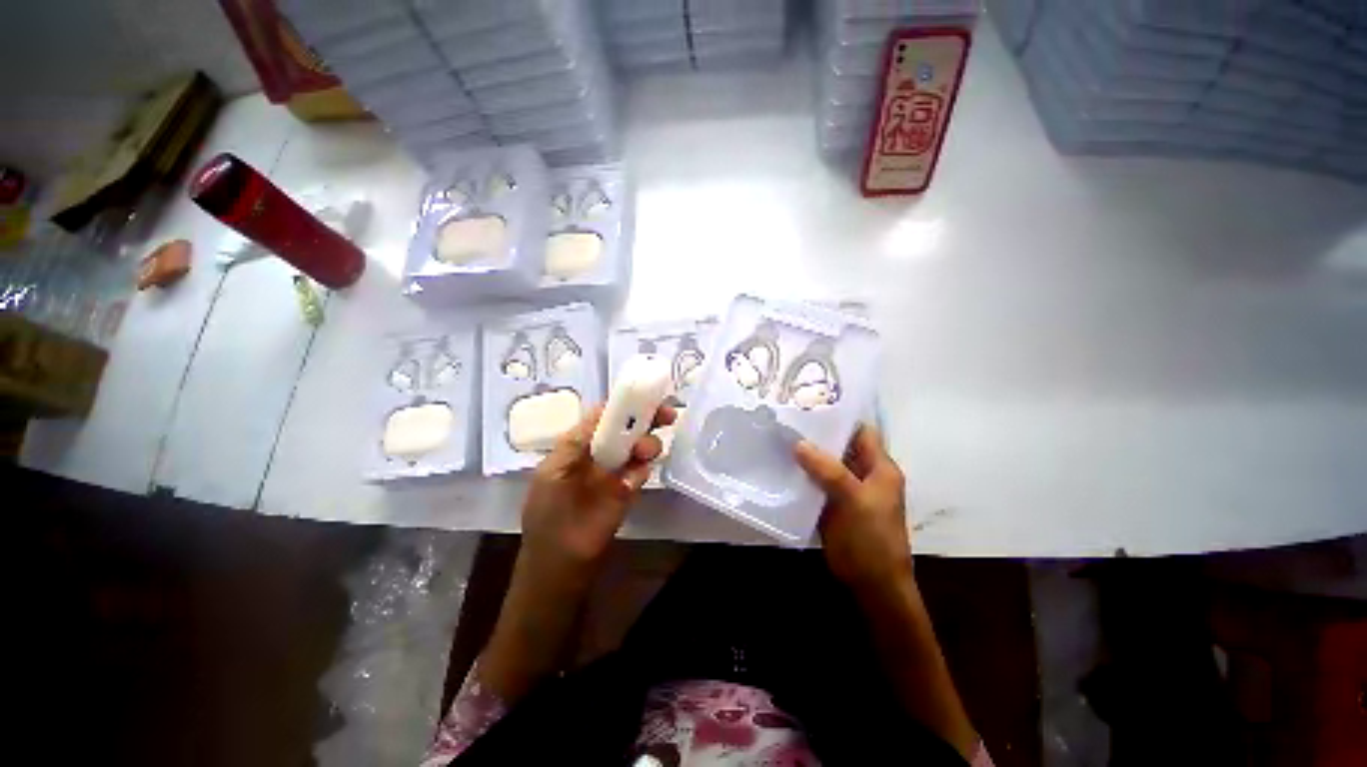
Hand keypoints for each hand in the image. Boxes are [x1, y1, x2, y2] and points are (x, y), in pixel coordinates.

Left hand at [519, 403, 677, 588]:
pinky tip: (641, 471)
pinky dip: (645, 466)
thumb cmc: (548, 516)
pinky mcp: (628, 490)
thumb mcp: (553, 473)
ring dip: (647, 442)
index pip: (602, 417)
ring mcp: (615, 472)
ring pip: (637, 447)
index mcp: (577, 446)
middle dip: (645, 418)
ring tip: (648, 451)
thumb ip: (576, 443)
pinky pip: (641, 470)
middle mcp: (599, 454)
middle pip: (625, 427)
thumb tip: (602, 412)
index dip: (622, 405)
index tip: (644, 397)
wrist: (559, 566)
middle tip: (668, 415)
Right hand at [794, 424, 912, 594]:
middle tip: (786, 420)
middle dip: (816, 434)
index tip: (810, 405)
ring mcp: (845, 489)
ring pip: (824, 463)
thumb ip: (828, 470)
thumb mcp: (854, 500)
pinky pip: (814, 482)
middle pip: (839, 446)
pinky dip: (800, 474)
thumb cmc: (872, 539)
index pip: (861, 431)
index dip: (840, 417)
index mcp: (879, 467)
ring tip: (778, 437)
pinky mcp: (830, 503)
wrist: (871, 583)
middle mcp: (863, 473)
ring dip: (805, 454)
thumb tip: (798, 443)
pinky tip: (780, 465)